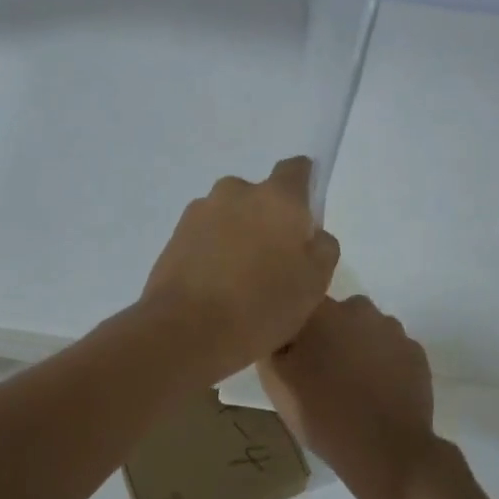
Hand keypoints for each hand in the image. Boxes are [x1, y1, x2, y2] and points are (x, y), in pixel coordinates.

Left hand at [142, 157, 340, 382]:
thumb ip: (323, 247)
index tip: (304, 216)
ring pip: (229, 215)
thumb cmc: (262, 305)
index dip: (304, 186)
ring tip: (240, 278)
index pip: (296, 169)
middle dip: (267, 219)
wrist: (186, 330)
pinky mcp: (175, 234)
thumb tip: (311, 233)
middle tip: (273, 261)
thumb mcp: (315, 283)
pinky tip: (216, 286)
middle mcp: (236, 192)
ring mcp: (200, 211)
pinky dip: (213, 251)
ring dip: (238, 235)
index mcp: (277, 198)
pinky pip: (205, 235)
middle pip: (260, 196)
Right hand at [260, 295, 443, 498]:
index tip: (293, 352)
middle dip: (329, 336)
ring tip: (351, 386)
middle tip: (320, 372)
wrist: (386, 450)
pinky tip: (377, 393)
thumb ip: (273, 344)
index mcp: (322, 311)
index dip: (297, 328)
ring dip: (358, 348)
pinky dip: (383, 365)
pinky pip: (391, 351)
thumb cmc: (322, 414)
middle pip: (337, 315)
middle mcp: (359, 309)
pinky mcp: (417, 353)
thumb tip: (279, 329)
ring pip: (366, 331)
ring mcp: (393, 330)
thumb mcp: (276, 382)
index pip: (302, 304)